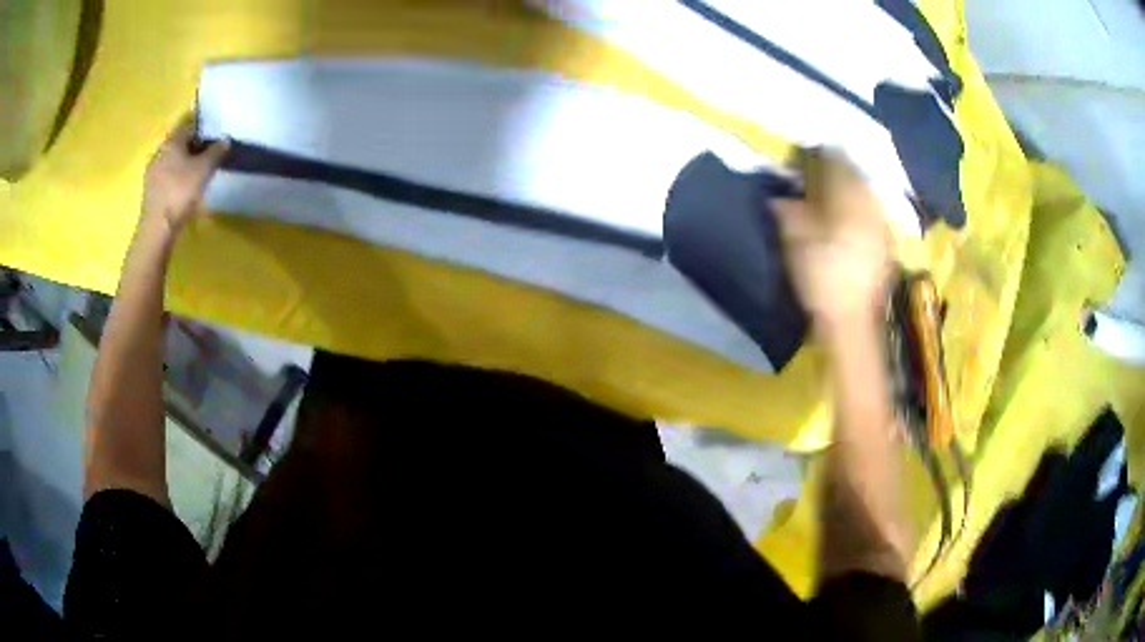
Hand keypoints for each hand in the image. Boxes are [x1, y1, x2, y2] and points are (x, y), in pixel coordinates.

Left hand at [142, 114, 228, 235]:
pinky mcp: (149, 191)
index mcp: (172, 142)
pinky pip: (165, 177)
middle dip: (192, 149)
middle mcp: (159, 152)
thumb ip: (216, 152)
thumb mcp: (204, 169)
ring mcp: (152, 172)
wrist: (158, 226)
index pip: (189, 128)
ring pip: (171, 162)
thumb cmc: (181, 191)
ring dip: (182, 165)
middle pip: (179, 145)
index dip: (203, 132)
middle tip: (206, 158)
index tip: (213, 141)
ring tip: (195, 175)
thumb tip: (225, 140)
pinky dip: (175, 179)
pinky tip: (182, 189)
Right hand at [772, 149, 892, 332]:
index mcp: (845, 201)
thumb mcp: (796, 245)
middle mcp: (868, 206)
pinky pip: (874, 211)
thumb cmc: (822, 281)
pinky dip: (862, 205)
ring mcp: (881, 225)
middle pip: (855, 175)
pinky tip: (854, 213)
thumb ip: (788, 214)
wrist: (853, 321)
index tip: (806, 153)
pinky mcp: (886, 243)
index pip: (835, 164)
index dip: (820, 155)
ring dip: (852, 184)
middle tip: (822, 167)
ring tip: (837, 188)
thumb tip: (778, 197)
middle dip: (839, 167)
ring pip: (867, 191)